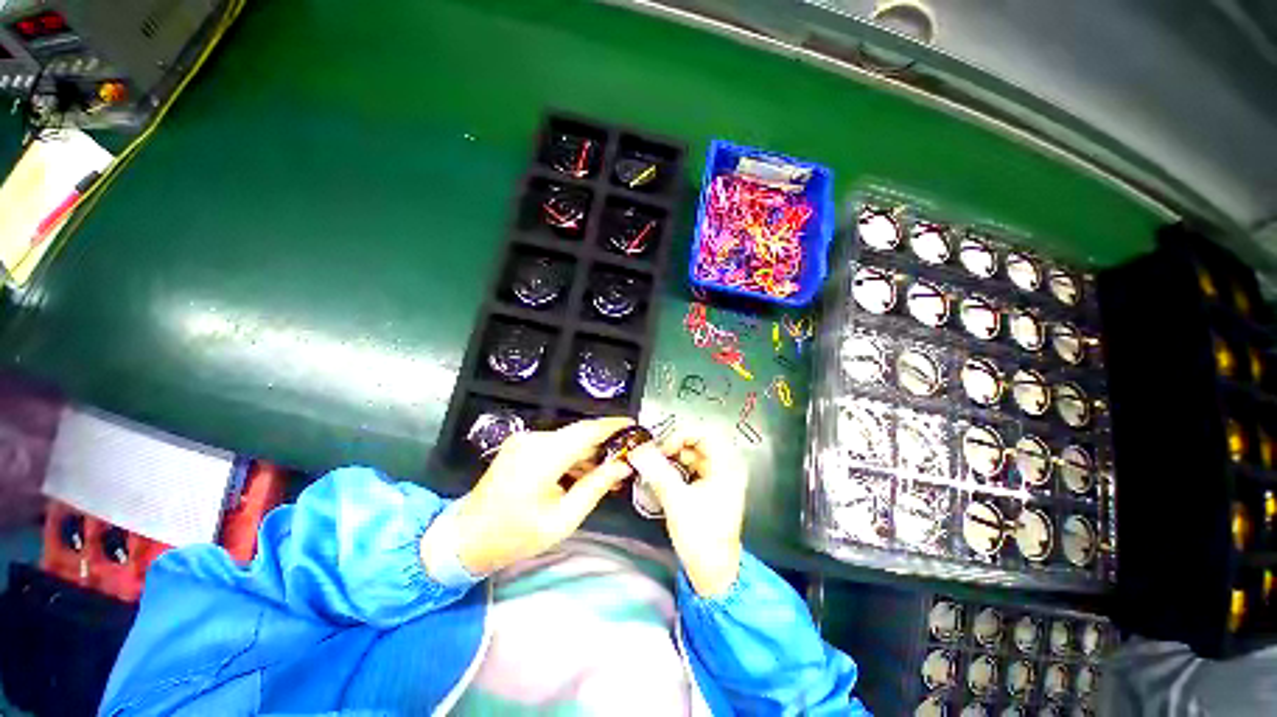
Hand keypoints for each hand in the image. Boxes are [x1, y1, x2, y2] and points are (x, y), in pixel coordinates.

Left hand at [449, 417, 634, 574]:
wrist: (466, 537)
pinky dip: (572, 455)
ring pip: (569, 439)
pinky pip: (556, 445)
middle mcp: (534, 439)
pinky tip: (585, 472)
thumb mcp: (562, 519)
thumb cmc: (515, 535)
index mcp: (543, 456)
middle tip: (626, 458)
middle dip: (604, 444)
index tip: (635, 427)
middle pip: (579, 434)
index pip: (587, 431)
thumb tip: (622, 466)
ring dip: (589, 452)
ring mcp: (525, 440)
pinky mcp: (522, 445)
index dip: (613, 426)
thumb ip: (595, 487)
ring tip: (608, 471)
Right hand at [629, 425, 747, 596]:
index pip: (704, 434)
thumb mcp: (677, 501)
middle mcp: (725, 468)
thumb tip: (640, 450)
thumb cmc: (701, 537)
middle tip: (652, 456)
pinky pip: (689, 470)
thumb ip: (657, 471)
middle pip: (696, 444)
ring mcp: (717, 479)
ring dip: (671, 459)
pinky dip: (674, 470)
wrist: (713, 573)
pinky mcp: (709, 489)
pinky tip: (659, 477)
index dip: (680, 435)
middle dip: (672, 448)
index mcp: (726, 467)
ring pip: (691, 457)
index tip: (661, 448)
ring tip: (652, 467)